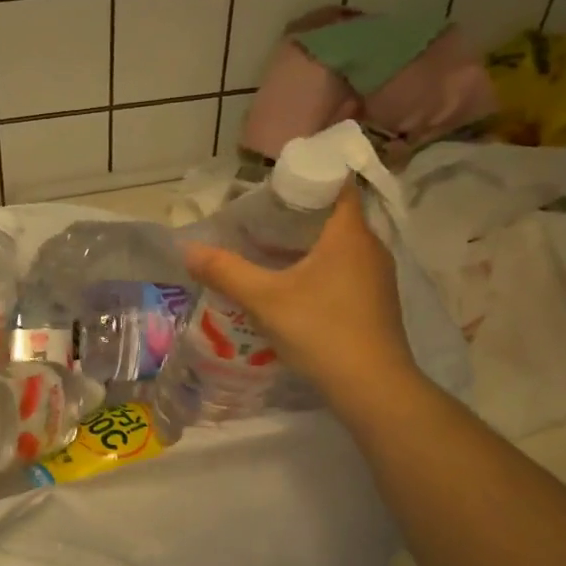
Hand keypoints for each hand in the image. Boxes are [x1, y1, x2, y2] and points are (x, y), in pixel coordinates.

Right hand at [182, 184, 418, 409]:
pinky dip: (320, 269)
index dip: (308, 178)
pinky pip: (346, 271)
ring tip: (270, 251)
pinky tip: (294, 288)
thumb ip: (225, 271)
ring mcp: (378, 278)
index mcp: (349, 234)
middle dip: (299, 214)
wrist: (372, 388)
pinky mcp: (376, 303)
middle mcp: (370, 248)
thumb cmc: (320, 331)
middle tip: (260, 219)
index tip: (274, 186)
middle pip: (335, 216)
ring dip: (309, 244)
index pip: (337, 185)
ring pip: (341, 246)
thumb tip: (187, 249)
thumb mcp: (264, 300)